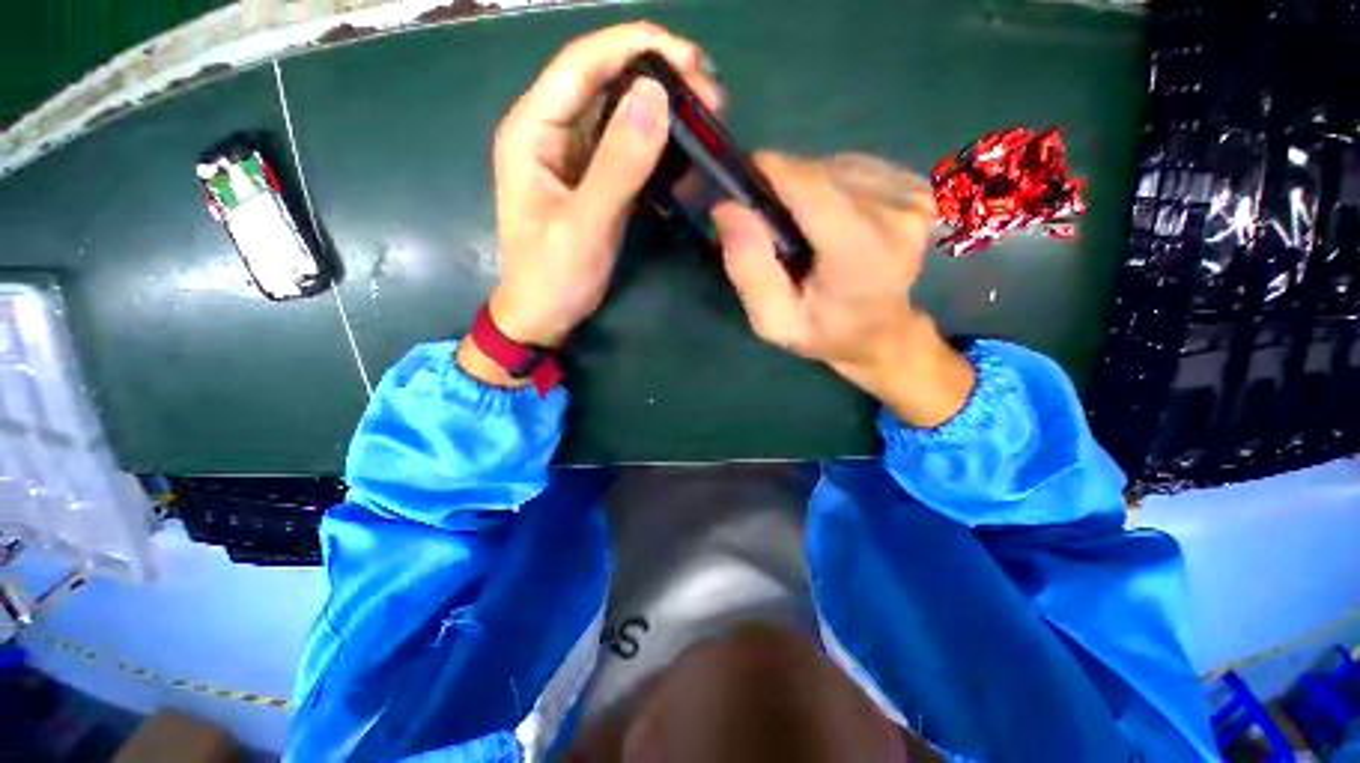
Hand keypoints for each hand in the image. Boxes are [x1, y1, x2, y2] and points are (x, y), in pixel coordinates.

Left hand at [460, 23, 721, 386]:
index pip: (581, 65)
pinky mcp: (591, 179)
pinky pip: (624, 147)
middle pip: (603, 80)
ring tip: (705, 113)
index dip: (634, 47)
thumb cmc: (554, 276)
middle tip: (709, 92)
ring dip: (659, 107)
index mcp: (532, 131)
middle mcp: (549, 131)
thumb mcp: (585, 225)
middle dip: (655, 75)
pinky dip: (654, 142)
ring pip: (616, 112)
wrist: (544, 315)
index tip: (689, 57)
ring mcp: (571, 156)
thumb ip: (617, 165)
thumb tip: (655, 97)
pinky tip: (682, 146)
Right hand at [712, 153, 974, 426]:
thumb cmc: (823, 332)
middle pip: (818, 175)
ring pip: (834, 167)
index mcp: (861, 255)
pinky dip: (830, 187)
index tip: (740, 181)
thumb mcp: (773, 321)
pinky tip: (830, 220)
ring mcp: (912, 197)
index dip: (770, 173)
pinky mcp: (916, 187)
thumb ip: (749, 270)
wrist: (881, 332)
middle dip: (783, 190)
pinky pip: (854, 169)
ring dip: (806, 190)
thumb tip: (727, 208)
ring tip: (802, 230)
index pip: (811, 187)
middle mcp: (895, 215)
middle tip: (769, 226)